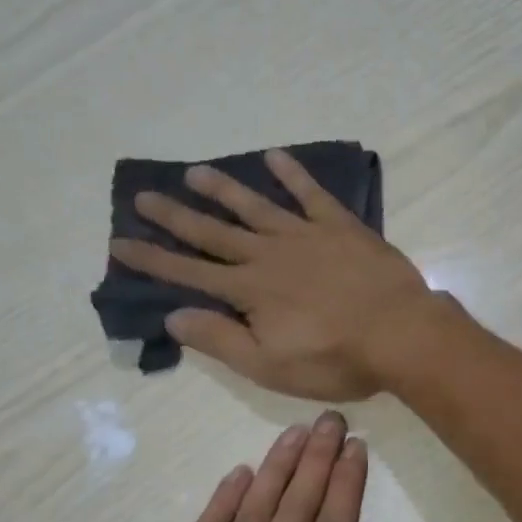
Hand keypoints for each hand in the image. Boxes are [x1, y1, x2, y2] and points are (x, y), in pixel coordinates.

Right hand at [109, 149, 448, 399]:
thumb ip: (220, 340)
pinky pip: (312, 193)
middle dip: (176, 216)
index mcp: (250, 291)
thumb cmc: (336, 360)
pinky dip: (293, 173)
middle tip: (143, 195)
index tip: (120, 243)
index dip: (153, 260)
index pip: (190, 274)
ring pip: (255, 206)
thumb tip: (173, 317)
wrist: (401, 334)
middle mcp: (269, 255)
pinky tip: (275, 155)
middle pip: (213, 233)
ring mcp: (306, 236)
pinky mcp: (341, 227)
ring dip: (223, 190)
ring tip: (193, 172)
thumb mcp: (270, 366)